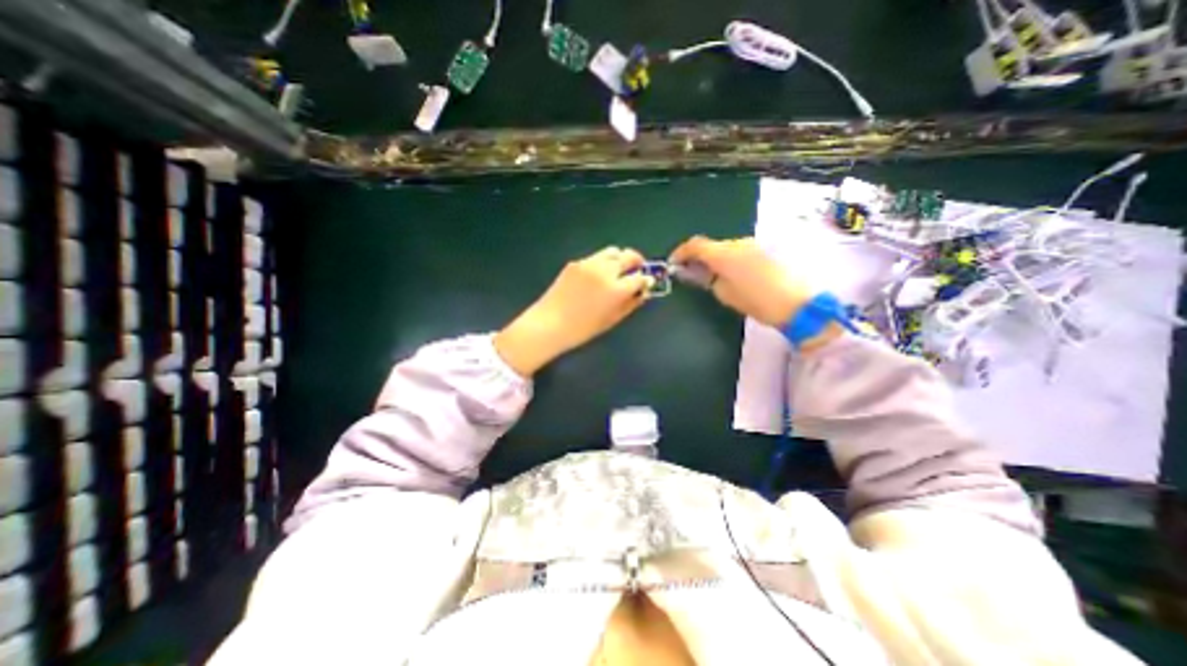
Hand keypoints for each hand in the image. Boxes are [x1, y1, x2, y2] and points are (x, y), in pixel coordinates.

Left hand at [497, 247, 653, 375]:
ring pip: (613, 252)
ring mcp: (589, 263)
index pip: (640, 276)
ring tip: (617, 271)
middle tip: (637, 271)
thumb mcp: (612, 319)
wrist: (550, 323)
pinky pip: (596, 258)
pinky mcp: (576, 262)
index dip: (646, 280)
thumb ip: (631, 303)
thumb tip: (643, 291)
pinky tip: (596, 277)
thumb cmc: (583, 329)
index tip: (646, 283)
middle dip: (637, 263)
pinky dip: (602, 263)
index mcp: (616, 289)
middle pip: (629, 256)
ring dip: (620, 259)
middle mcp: (605, 271)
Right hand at [667, 238, 815, 326]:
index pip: (695, 245)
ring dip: (714, 258)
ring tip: (711, 277)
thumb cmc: (756, 301)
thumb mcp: (724, 293)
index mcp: (724, 254)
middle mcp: (737, 243)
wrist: (797, 303)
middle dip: (698, 257)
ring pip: (725, 248)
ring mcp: (753, 244)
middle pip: (710, 245)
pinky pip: (738, 251)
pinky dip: (728, 259)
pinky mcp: (764, 250)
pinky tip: (730, 274)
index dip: (680, 252)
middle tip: (691, 273)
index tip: (673, 263)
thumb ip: (707, 279)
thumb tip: (697, 272)